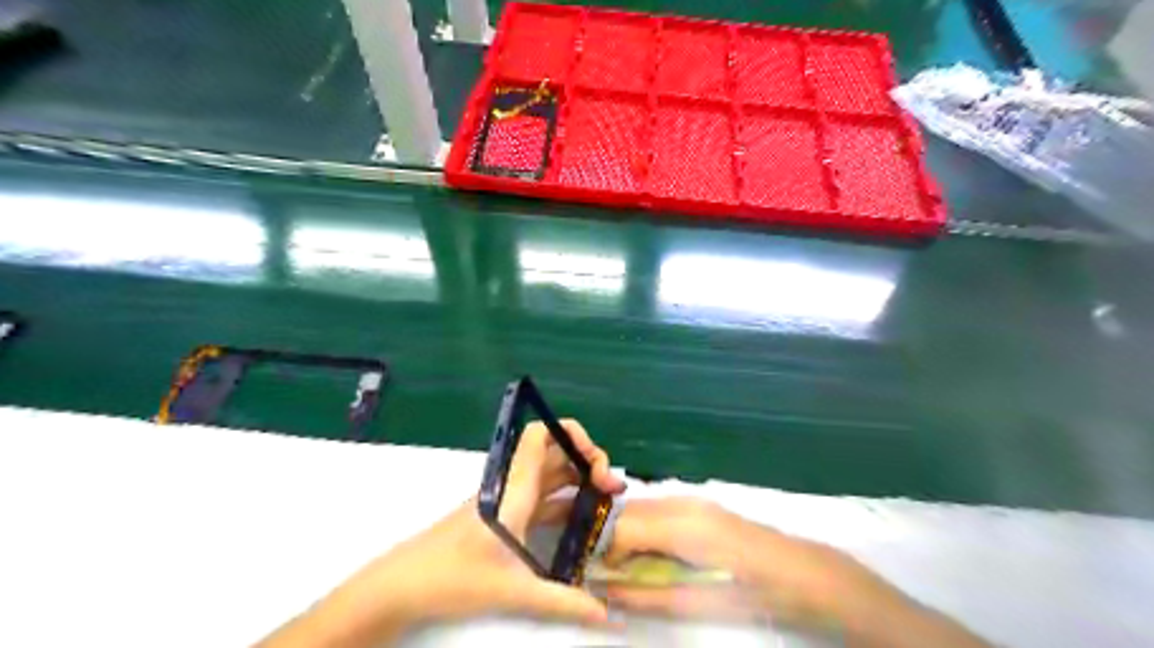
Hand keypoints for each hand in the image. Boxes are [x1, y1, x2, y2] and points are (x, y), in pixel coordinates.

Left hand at [259, 421, 627, 646]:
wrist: (402, 585)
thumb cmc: (453, 577)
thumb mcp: (512, 591)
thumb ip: (563, 602)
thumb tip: (606, 614)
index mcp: (514, 488)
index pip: (541, 435)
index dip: (572, 434)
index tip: (596, 461)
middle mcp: (513, 485)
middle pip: (555, 452)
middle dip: (588, 461)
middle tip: (612, 488)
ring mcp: (508, 500)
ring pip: (551, 475)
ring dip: (579, 481)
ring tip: (607, 501)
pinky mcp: (504, 516)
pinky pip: (542, 498)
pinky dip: (565, 500)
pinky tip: (582, 520)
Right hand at [604, 498, 990, 645]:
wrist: (806, 573)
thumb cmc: (758, 592)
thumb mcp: (701, 602)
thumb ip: (650, 596)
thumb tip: (609, 593)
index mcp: (683, 525)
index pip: (623, 527)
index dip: (603, 551)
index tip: (598, 576)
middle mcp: (683, 502)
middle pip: (629, 512)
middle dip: (612, 541)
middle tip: (611, 573)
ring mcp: (695, 499)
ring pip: (644, 509)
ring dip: (630, 535)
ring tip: (631, 566)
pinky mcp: (704, 504)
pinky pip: (662, 509)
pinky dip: (649, 529)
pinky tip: (657, 552)